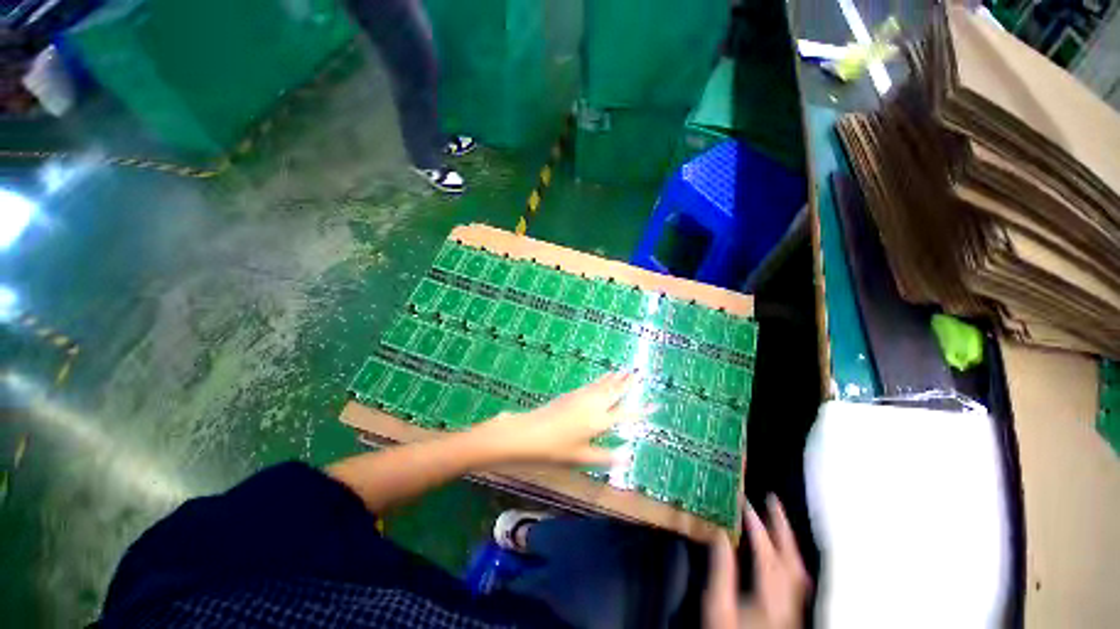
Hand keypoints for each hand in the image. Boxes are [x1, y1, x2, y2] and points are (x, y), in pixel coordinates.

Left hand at [470, 371, 643, 465]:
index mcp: (599, 422)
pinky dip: (602, 379)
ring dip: (616, 378)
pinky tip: (603, 377)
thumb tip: (628, 456)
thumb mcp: (582, 458)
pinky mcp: (572, 394)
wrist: (529, 432)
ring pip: (604, 385)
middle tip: (639, 372)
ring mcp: (582, 397)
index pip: (626, 415)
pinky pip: (593, 384)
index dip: (641, 411)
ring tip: (625, 370)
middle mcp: (594, 405)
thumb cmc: (556, 449)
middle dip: (628, 383)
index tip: (654, 404)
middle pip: (615, 392)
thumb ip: (606, 457)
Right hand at [704, 495, 809, 628]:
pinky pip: (796, 576)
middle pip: (791, 557)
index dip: (756, 525)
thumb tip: (721, 536)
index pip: (766, 552)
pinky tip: (782, 549)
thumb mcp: (718, 606)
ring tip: (777, 518)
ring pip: (797, 567)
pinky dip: (789, 554)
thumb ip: (722, 571)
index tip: (745, 503)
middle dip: (782, 525)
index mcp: (769, 596)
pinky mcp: (791, 610)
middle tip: (772, 500)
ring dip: (787, 539)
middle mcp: (788, 599)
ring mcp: (793, 605)